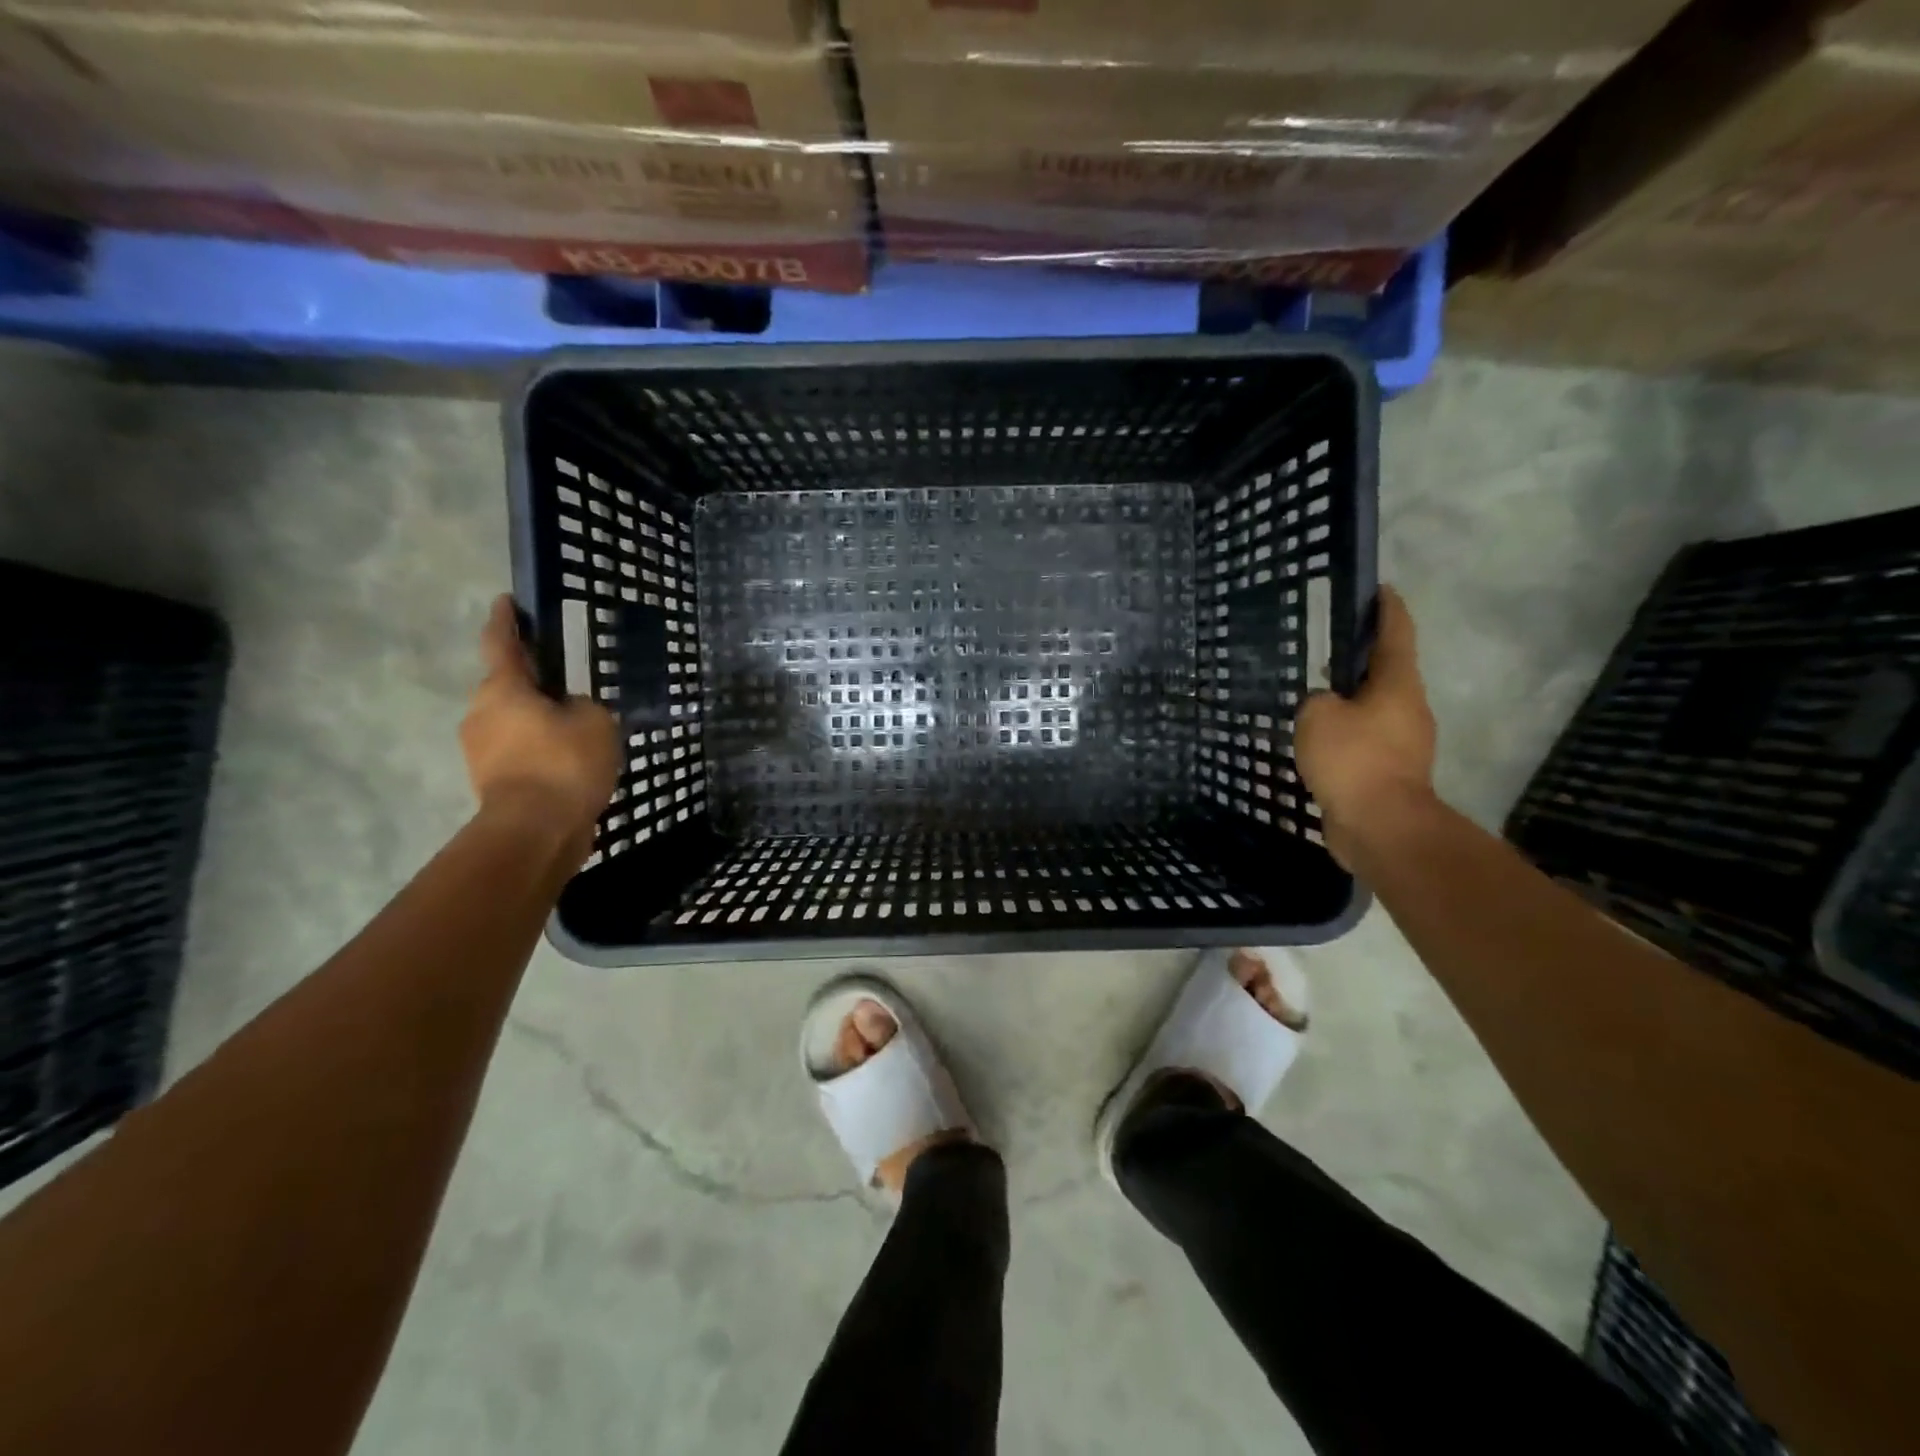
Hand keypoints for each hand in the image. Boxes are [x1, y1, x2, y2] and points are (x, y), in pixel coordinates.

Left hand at [460, 595, 619, 851]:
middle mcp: (482, 714)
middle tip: (566, 688)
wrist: (536, 831)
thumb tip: (568, 712)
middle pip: (508, 689)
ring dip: (539, 724)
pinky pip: (521, 755)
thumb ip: (582, 706)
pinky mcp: (493, 783)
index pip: (501, 643)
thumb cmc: (564, 763)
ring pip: (514, 724)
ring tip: (577, 733)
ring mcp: (481, 752)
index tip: (506, 602)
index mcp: (503, 689)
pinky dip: (541, 754)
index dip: (506, 621)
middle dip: (532, 686)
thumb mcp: (595, 721)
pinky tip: (570, 765)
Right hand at [1294, 585, 1437, 866]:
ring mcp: (1405, 742)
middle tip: (1331, 650)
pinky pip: (1367, 740)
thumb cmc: (1353, 759)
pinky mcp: (1392, 772)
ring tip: (1318, 698)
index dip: (1387, 609)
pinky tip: (1321, 741)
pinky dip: (1348, 733)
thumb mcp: (1318, 716)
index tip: (1380, 589)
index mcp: (1397, 684)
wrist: (1381, 825)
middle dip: (1364, 659)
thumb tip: (1326, 705)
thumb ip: (1317, 700)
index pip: (1395, 633)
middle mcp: (1409, 708)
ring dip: (1353, 700)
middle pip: (1388, 672)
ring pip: (1376, 709)